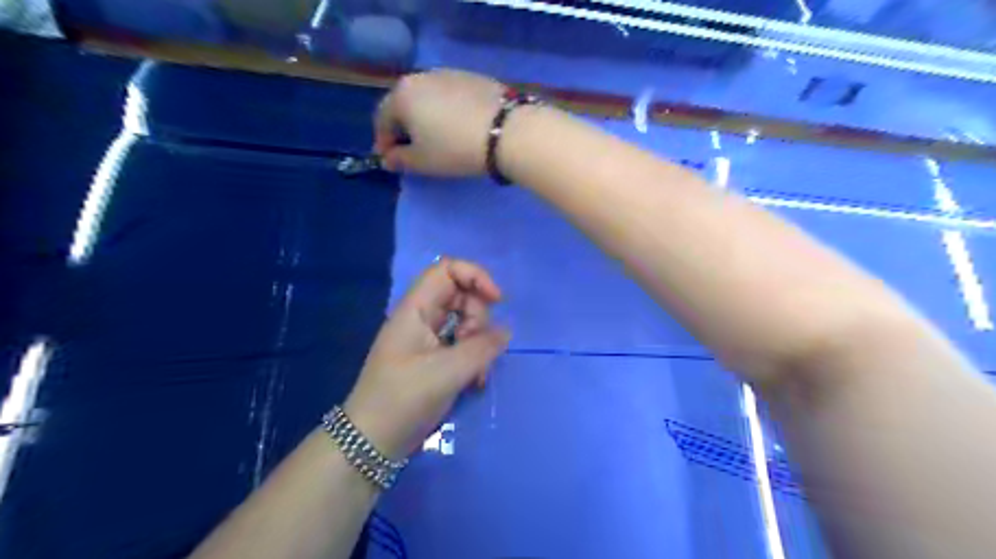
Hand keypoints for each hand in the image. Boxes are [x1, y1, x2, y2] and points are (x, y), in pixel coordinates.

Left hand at [345, 259, 512, 459]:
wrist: (372, 441)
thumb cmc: (403, 399)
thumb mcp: (446, 372)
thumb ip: (481, 348)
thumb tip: (506, 332)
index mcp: (416, 309)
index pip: (447, 270)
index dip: (475, 276)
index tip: (497, 300)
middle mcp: (421, 318)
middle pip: (461, 296)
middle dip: (479, 318)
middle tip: (480, 347)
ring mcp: (427, 339)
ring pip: (464, 322)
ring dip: (479, 343)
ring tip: (478, 374)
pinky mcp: (433, 359)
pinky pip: (461, 345)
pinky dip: (473, 359)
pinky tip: (475, 382)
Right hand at [372, 70, 505, 175]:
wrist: (505, 131)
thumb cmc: (454, 148)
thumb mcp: (422, 162)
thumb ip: (399, 160)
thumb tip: (388, 158)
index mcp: (402, 94)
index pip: (382, 118)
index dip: (383, 142)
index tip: (389, 159)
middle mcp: (421, 77)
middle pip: (404, 104)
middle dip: (403, 127)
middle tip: (411, 149)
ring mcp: (449, 73)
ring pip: (428, 97)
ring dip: (426, 117)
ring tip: (436, 137)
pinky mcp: (473, 77)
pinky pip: (450, 96)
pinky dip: (447, 110)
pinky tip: (459, 126)